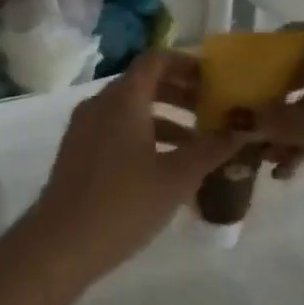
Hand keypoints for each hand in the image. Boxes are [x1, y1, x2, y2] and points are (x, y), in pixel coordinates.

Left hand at [18, 50, 244, 287]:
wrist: (61, 245)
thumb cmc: (124, 204)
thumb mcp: (177, 177)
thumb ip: (211, 149)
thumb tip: (242, 129)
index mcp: (123, 99)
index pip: (157, 59)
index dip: (188, 64)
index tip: (216, 81)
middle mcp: (100, 104)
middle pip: (145, 83)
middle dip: (182, 94)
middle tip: (215, 112)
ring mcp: (85, 128)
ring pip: (131, 110)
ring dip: (166, 119)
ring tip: (200, 145)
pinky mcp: (78, 152)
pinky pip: (117, 130)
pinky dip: (145, 137)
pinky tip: (168, 168)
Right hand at [244, 25, 303, 227]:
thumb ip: (277, 120)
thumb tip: (233, 118)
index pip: (291, 36)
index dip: (257, 57)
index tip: (231, 84)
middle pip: (300, 70)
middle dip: (269, 101)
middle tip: (241, 127)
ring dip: (288, 127)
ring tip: (263, 159)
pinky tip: (290, 169)